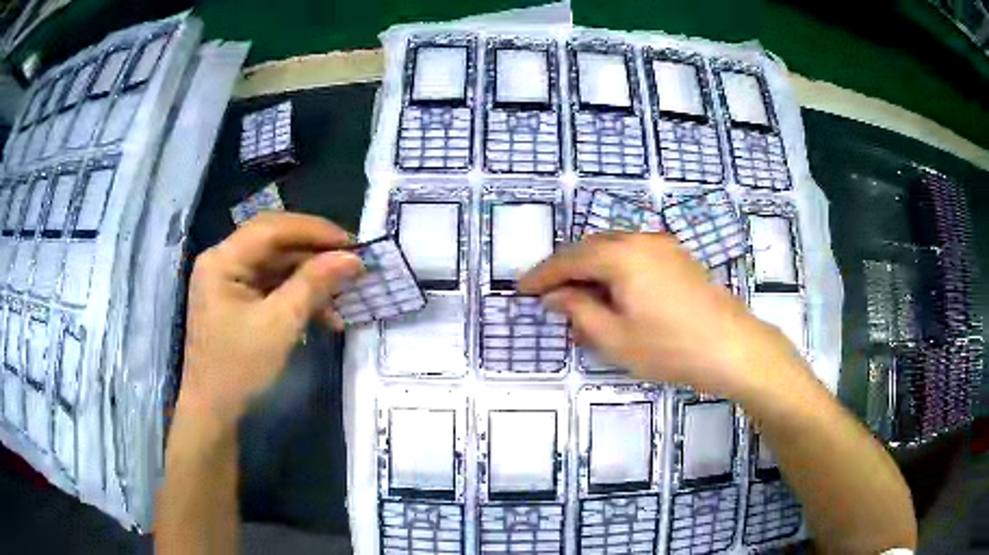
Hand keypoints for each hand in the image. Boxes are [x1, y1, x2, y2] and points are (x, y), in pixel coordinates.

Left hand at [179, 213, 362, 426]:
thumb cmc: (240, 368)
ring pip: (275, 266)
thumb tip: (352, 258)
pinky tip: (322, 315)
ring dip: (309, 279)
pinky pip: (270, 287)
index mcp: (222, 260)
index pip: (272, 228)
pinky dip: (296, 296)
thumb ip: (313, 284)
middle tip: (350, 264)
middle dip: (313, 254)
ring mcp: (228, 282)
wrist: (214, 413)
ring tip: (342, 297)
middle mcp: (222, 262)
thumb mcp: (280, 325)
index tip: (351, 242)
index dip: (313, 230)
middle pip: (273, 244)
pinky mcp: (235, 301)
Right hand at [519, 233, 795, 396]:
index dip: (542, 275)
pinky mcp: (678, 257)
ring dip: (591, 269)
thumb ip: (579, 311)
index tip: (521, 289)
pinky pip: (634, 255)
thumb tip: (556, 295)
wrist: (732, 347)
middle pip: (591, 248)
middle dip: (566, 269)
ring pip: (613, 249)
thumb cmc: (670, 348)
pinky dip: (615, 270)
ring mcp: (663, 246)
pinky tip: (613, 293)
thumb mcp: (615, 338)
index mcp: (621, 256)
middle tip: (547, 294)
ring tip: (578, 297)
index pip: (569, 259)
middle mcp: (640, 240)